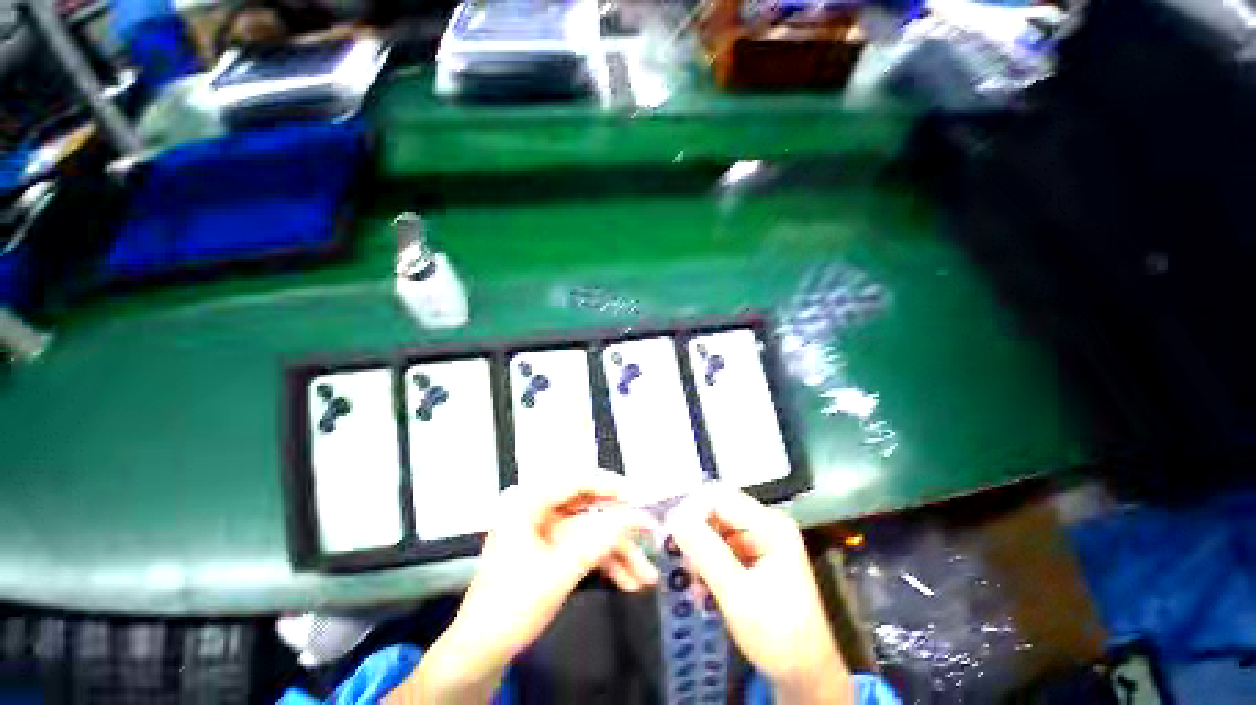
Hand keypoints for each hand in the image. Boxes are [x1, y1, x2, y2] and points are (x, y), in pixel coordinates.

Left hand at [395, 472, 658, 703]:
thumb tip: (634, 518)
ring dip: (618, 553)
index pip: (576, 481)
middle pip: (589, 507)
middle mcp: (538, 508)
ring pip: (591, 531)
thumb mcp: (556, 575)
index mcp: (528, 502)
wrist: (481, 652)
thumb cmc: (510, 608)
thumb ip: (596, 543)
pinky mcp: (552, 548)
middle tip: (650, 533)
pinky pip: (584, 547)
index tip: (639, 498)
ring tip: (646, 575)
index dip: (611, 487)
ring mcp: (546, 529)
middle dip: (620, 528)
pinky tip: (629, 580)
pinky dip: (606, 564)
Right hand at [666, 485, 852, 704]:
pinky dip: (708, 561)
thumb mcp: (738, 596)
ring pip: (716, 527)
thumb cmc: (779, 637)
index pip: (719, 496)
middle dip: (693, 531)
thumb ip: (706, 553)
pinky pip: (722, 544)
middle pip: (716, 509)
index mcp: (770, 525)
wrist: (807, 674)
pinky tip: (701, 585)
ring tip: (690, 578)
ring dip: (698, 549)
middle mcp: (766, 523)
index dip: (691, 510)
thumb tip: (674, 518)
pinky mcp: (755, 555)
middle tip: (677, 558)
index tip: (670, 535)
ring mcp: (761, 538)